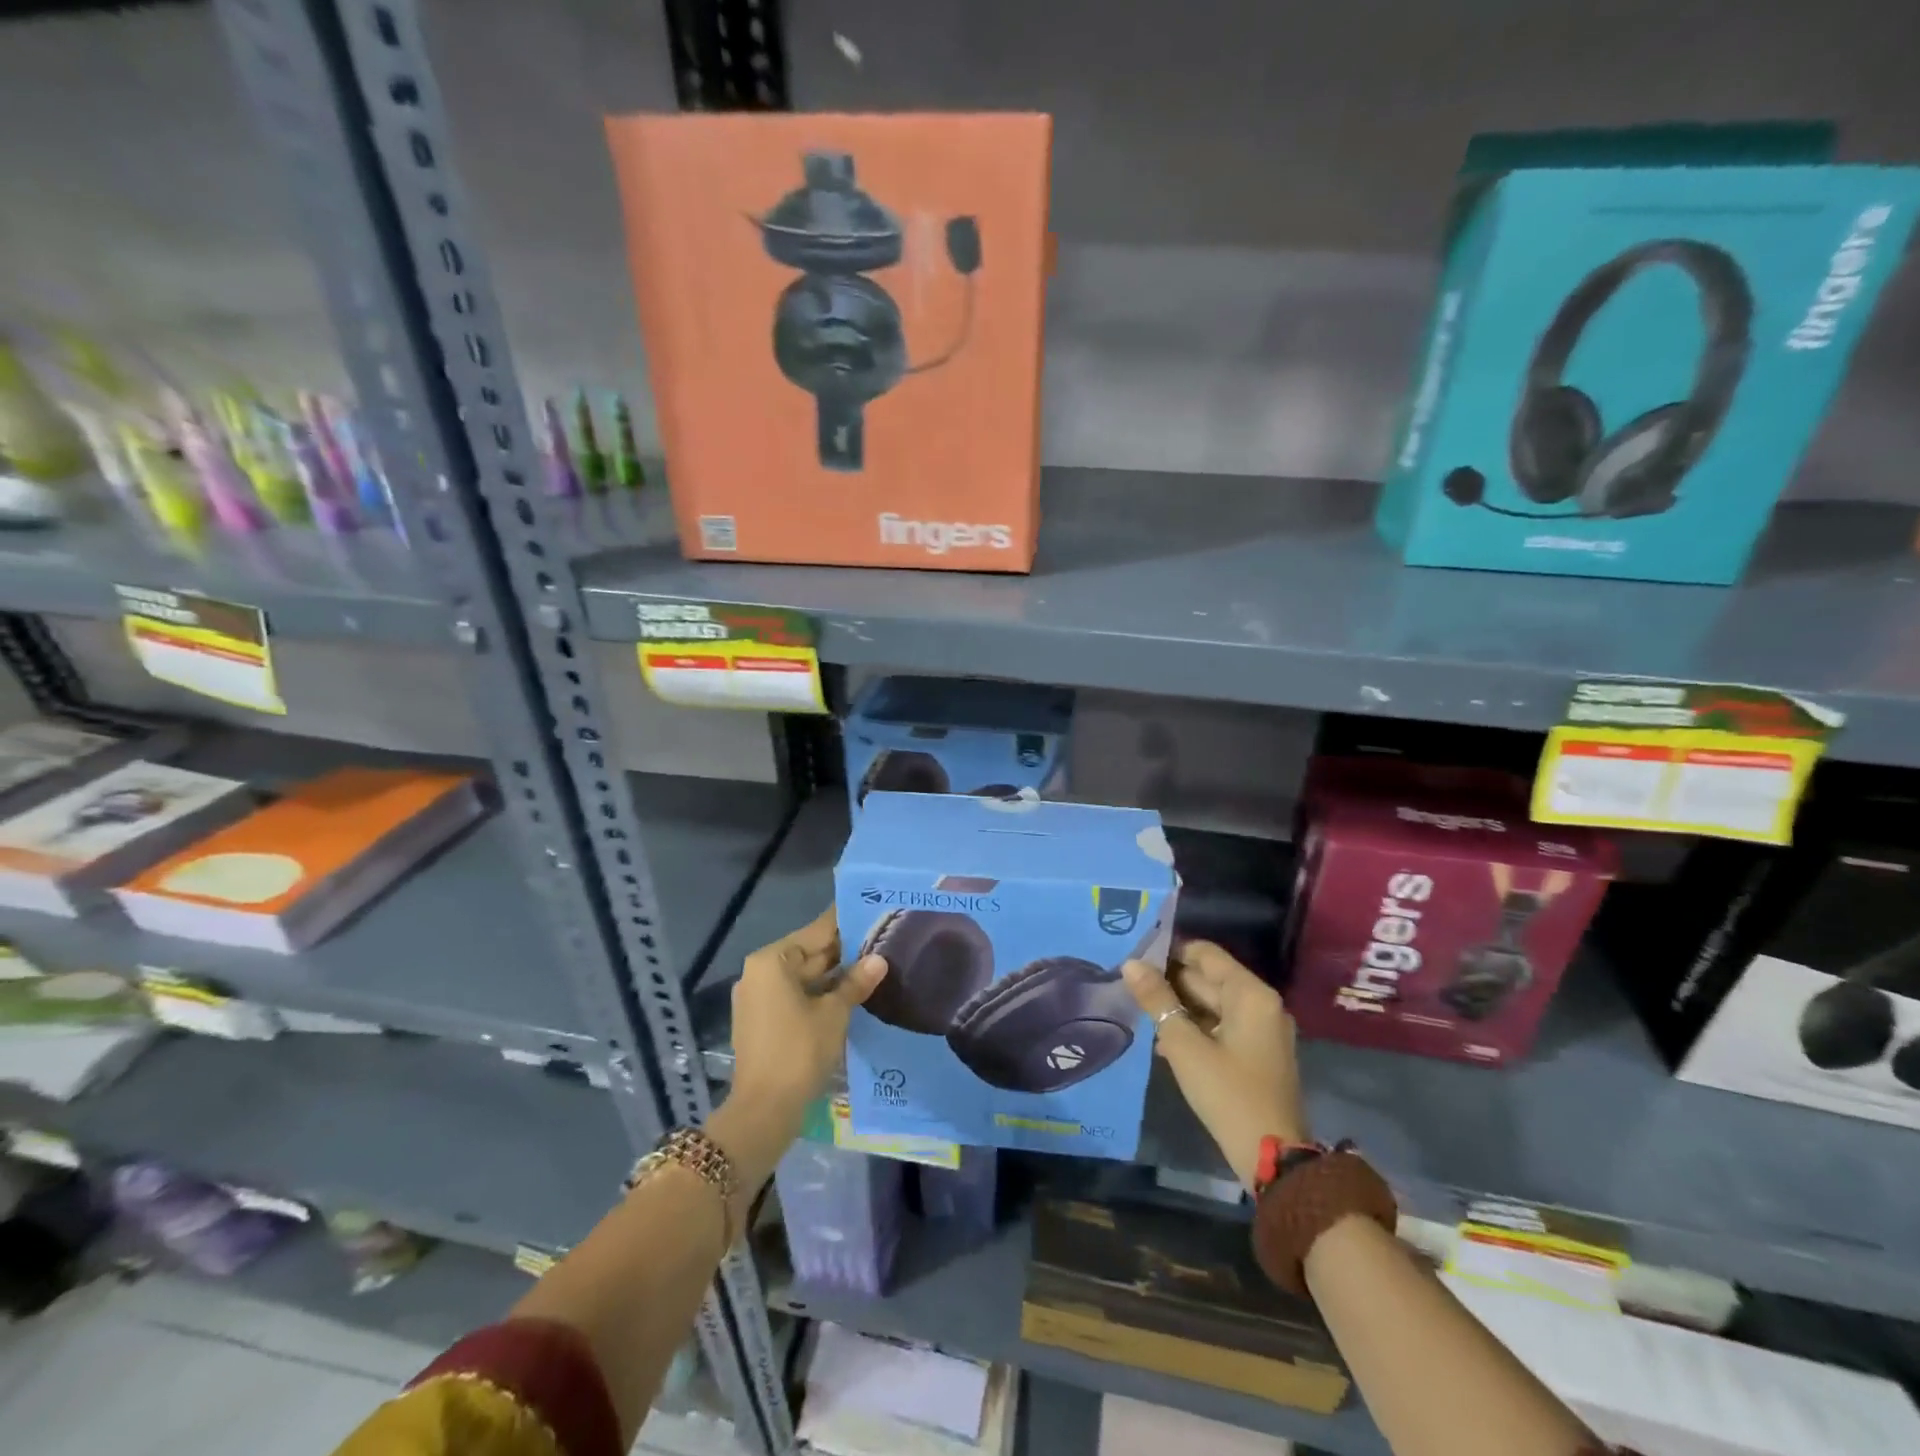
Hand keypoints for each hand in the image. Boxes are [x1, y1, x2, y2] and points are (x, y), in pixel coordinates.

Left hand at [730, 908, 887, 1113]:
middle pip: (808, 953)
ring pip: (803, 977)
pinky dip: (819, 994)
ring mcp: (757, 998)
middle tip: (882, 942)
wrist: (764, 1110)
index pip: (816, 931)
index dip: (846, 924)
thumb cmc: (799, 1051)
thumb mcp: (834, 1013)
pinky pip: (794, 996)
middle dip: (843, 952)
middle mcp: (759, 972)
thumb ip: (855, 982)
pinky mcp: (761, 1020)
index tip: (872, 913)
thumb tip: (879, 959)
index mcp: (772, 961)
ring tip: (873, 967)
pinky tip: (849, 995)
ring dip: (833, 976)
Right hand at [1122, 940, 1308, 1189]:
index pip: (1205, 953)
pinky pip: (1222, 1026)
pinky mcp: (1259, 1054)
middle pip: (1209, 978)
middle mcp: (1262, 1004)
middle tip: (1130, 984)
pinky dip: (1196, 1027)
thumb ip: (1157, 1000)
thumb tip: (1130, 963)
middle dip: (1170, 981)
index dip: (1170, 951)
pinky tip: (1165, 1042)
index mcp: (1250, 994)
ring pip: (1213, 1004)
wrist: (1273, 1158)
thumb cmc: (1228, 1093)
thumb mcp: (1184, 1045)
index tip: (1136, 958)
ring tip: (1141, 1011)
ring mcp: (1263, 1030)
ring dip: (1179, 1007)